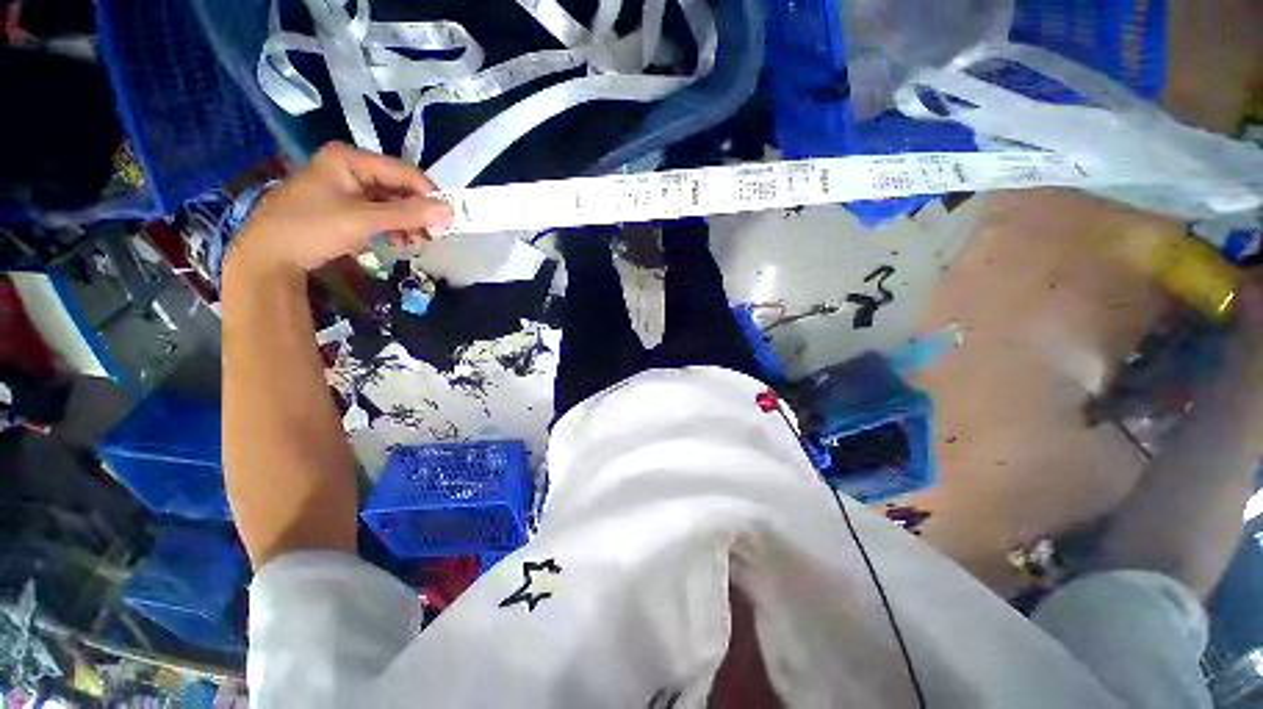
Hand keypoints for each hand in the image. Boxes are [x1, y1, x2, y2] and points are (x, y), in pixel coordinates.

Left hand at [226, 142, 451, 277]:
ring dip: (409, 223)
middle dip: (418, 213)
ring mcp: (349, 187)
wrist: (268, 255)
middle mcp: (352, 167)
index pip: (404, 172)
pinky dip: (394, 228)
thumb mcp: (362, 220)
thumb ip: (407, 215)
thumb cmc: (311, 228)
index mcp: (351, 159)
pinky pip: (381, 213)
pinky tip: (400, 243)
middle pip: (399, 187)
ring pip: (393, 202)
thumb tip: (450, 213)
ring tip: (417, 244)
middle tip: (433, 237)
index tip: (448, 220)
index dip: (429, 195)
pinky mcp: (347, 206)